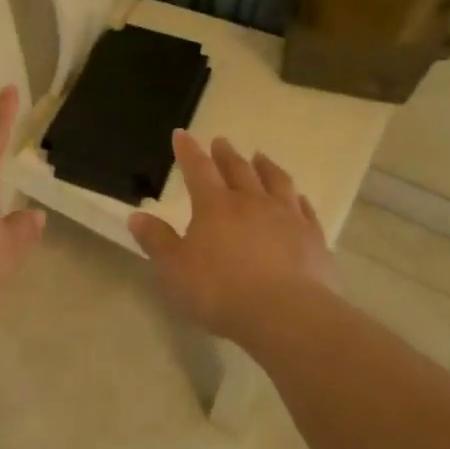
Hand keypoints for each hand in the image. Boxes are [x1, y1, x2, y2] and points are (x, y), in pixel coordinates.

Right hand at [128, 131, 337, 348]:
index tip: (182, 134)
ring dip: (266, 167)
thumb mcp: (174, 269)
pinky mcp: (313, 238)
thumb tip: (137, 216)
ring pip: (276, 182)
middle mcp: (251, 202)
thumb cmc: (220, 290)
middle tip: (221, 141)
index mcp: (214, 206)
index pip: (198, 169)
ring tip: (260, 157)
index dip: (188, 151)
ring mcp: (287, 217)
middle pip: (238, 170)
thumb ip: (156, 241)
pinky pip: (305, 210)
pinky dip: (299, 200)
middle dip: (226, 154)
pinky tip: (299, 198)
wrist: (285, 314)